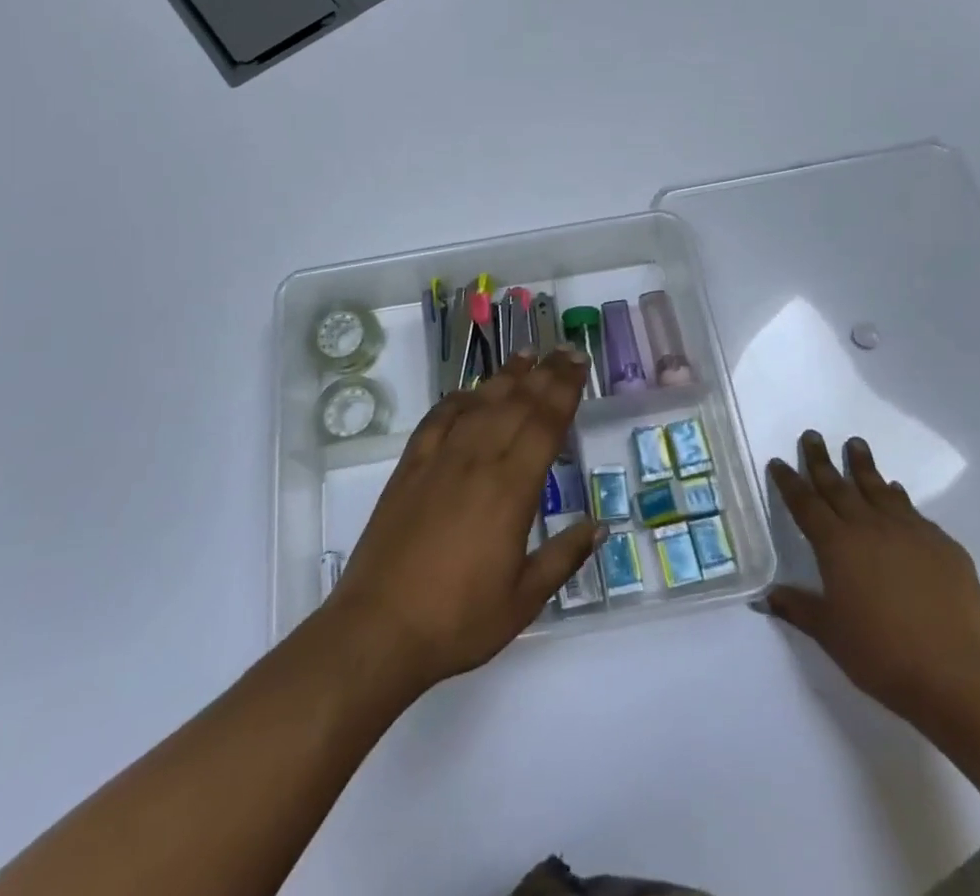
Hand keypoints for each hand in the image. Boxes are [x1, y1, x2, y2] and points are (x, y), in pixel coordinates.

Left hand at [323, 350, 603, 694]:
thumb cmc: (458, 620)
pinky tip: (468, 392)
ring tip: (525, 355)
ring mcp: (439, 460)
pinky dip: (457, 399)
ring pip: (479, 404)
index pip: (545, 424)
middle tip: (564, 350)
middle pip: (516, 404)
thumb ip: (563, 557)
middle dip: (545, 373)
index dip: (565, 390)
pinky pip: (437, 419)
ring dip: (505, 377)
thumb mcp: (523, 600)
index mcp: (510, 490)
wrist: (379, 629)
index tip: (579, 364)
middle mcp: (477, 461)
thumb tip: (600, 527)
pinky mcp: (409, 468)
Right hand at [766, 431, 979, 732]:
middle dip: (821, 459)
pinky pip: (913, 512)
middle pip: (839, 485)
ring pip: (879, 489)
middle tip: (813, 435)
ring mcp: (910, 532)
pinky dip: (899, 497)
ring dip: (864, 466)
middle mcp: (869, 527)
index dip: (789, 482)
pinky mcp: (944, 546)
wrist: (958, 677)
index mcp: (836, 544)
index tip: (779, 461)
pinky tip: (897, 494)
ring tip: (856, 444)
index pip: (805, 503)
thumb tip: (765, 597)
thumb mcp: (830, 634)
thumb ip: (798, 608)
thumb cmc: (882, 655)